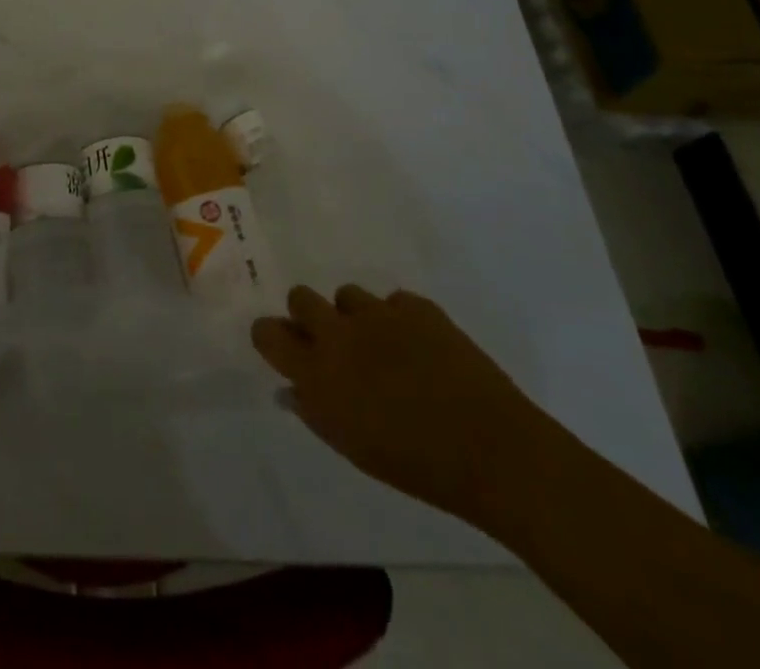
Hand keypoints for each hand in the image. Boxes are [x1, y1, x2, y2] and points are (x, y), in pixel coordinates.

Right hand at [251, 285, 549, 530]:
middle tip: (334, 344)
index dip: (272, 336)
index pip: (267, 332)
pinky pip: (393, 302)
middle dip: (310, 316)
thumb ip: (315, 411)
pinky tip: (420, 349)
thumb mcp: (352, 448)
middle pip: (300, 297)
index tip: (285, 349)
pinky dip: (399, 320)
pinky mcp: (417, 306)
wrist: (493, 451)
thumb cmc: (416, 465)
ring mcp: (379, 314)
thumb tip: (292, 388)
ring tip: (383, 346)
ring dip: (355, 317)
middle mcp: (340, 333)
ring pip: (348, 295)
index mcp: (318, 372)